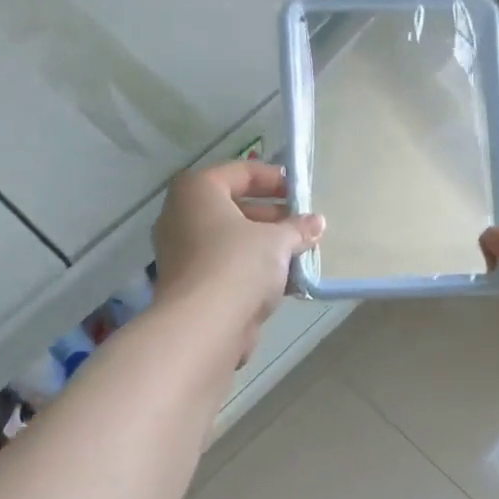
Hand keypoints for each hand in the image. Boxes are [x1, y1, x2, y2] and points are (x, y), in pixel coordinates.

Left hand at [153, 161, 323, 364]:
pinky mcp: (191, 286)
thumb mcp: (277, 241)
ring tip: (299, 255)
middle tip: (302, 227)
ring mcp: (182, 253)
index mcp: (196, 191)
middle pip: (234, 208)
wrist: (204, 326)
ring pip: (230, 241)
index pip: (241, 172)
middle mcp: (181, 216)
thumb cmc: (238, 265)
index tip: (300, 193)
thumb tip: (316, 223)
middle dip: (272, 218)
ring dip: (264, 247)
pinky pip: (226, 268)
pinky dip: (251, 270)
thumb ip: (297, 229)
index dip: (274, 179)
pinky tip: (282, 282)